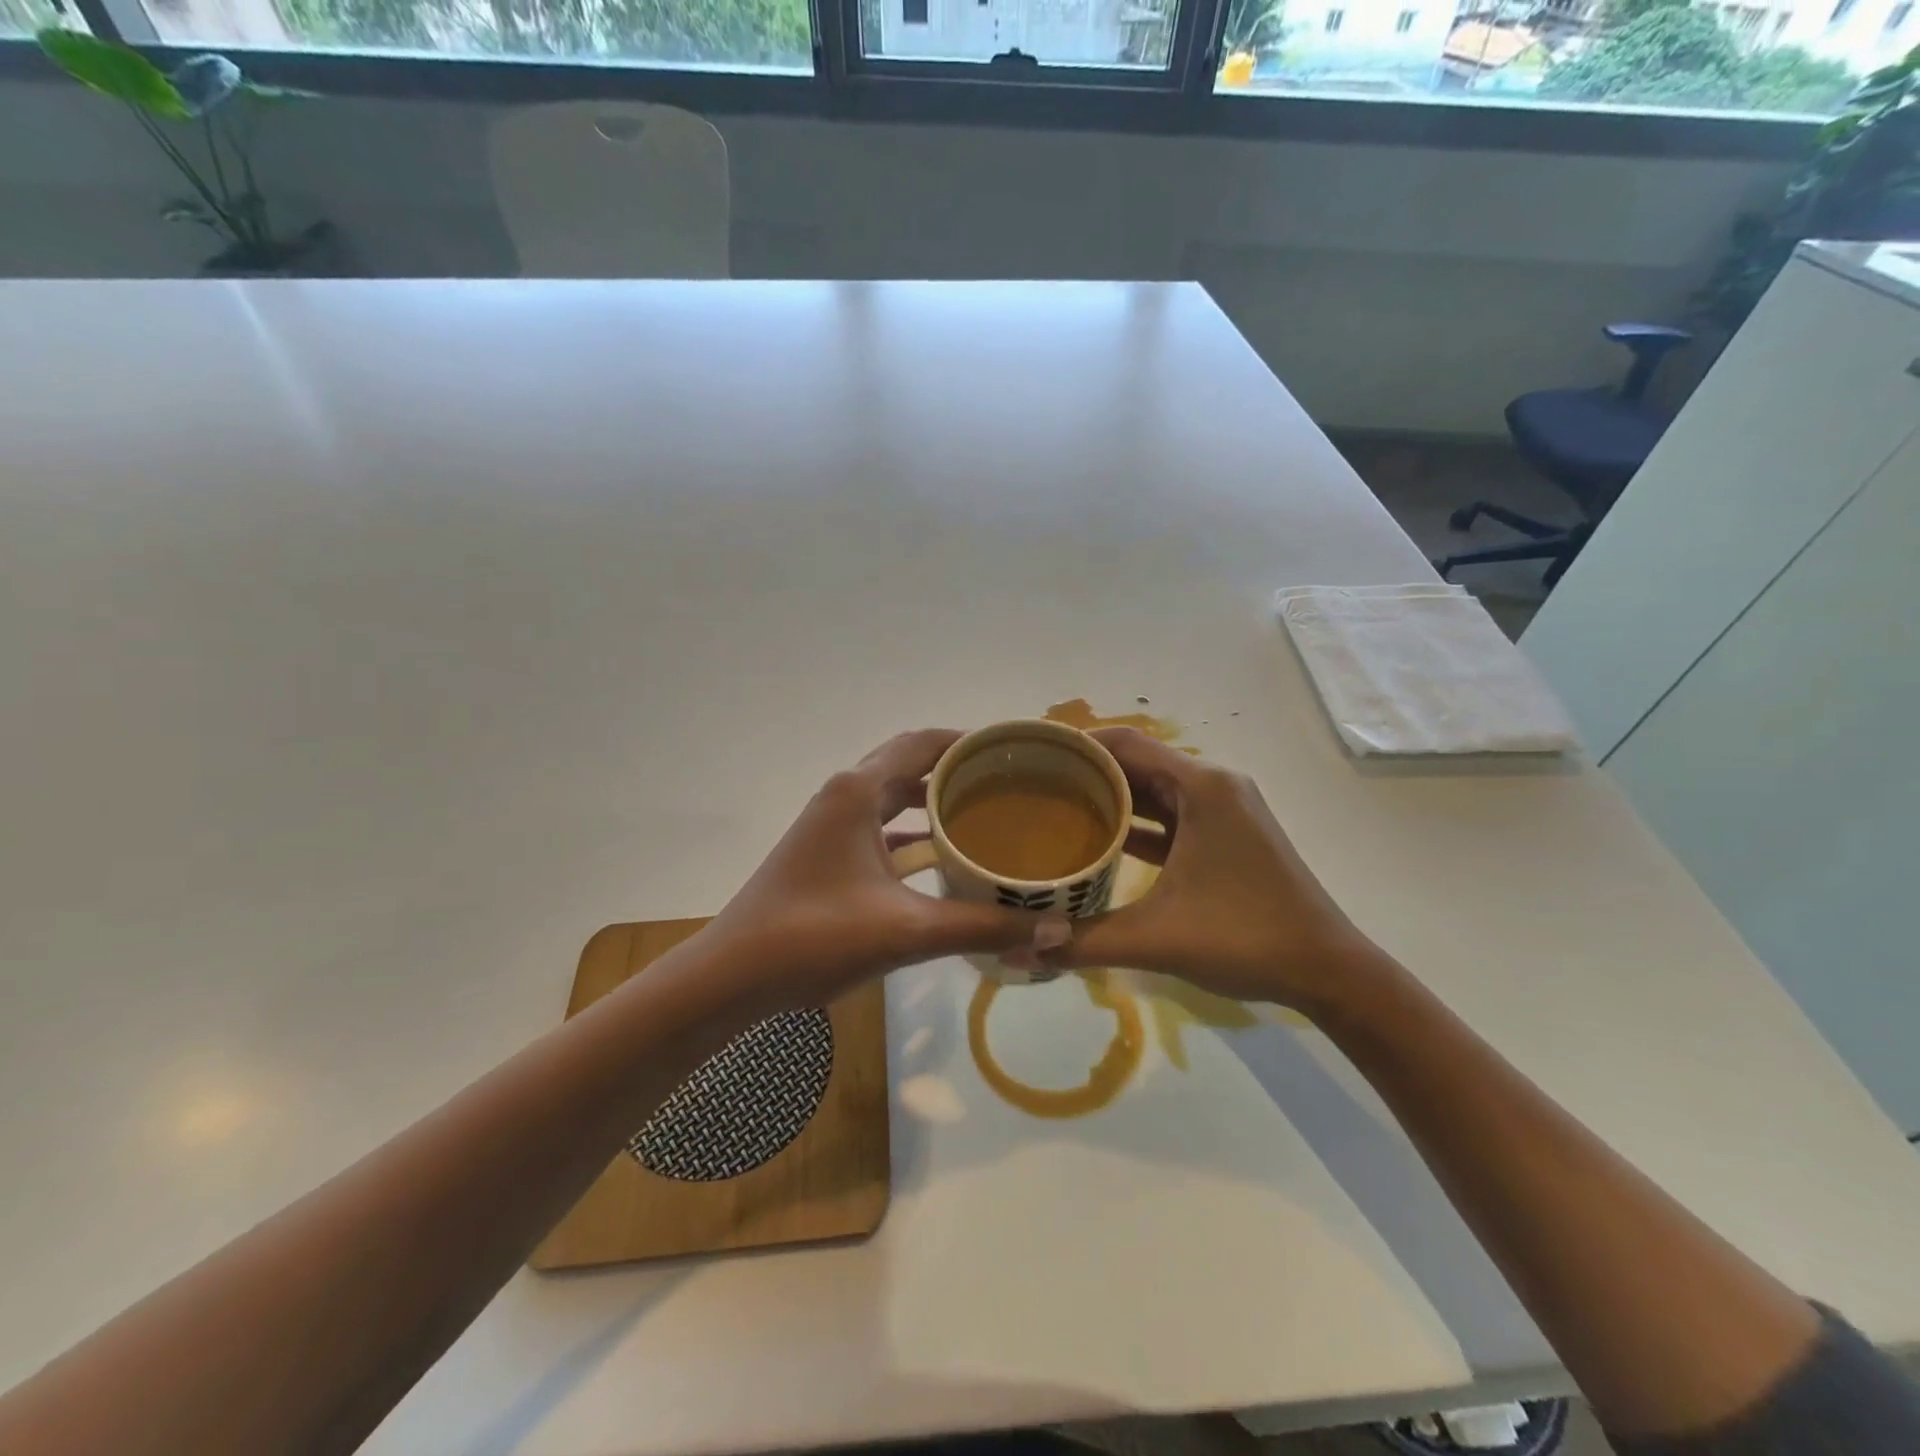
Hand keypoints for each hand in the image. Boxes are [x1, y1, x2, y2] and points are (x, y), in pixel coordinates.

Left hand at [698, 729, 1070, 1014]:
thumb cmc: (813, 939)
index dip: (970, 740)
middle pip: (910, 764)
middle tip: (1013, 782)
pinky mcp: (828, 853)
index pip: (923, 743)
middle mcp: (844, 796)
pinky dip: (915, 833)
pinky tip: (947, 858)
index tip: (1015, 749)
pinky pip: (882, 827)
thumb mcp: (906, 931)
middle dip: (959, 770)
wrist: (732, 976)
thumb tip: (1055, 929)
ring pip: (895, 797)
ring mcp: (832, 824)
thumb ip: (981, 928)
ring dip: (936, 801)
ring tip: (990, 813)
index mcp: (858, 792)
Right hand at [1039, 728, 1388, 1013]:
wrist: (1328, 971)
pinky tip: (1099, 840)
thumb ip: (1083, 941)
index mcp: (1202, 788)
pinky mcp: (1227, 836)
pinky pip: (1171, 815)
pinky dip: (1136, 821)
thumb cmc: (1245, 939)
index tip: (1032, 755)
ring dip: (1110, 796)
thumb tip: (1018, 952)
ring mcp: (1224, 811)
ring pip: (1154, 789)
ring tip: (1055, 807)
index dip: (1077, 744)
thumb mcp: (1156, 938)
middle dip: (1087, 770)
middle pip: (1138, 762)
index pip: (1126, 744)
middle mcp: (1214, 786)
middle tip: (1032, 784)